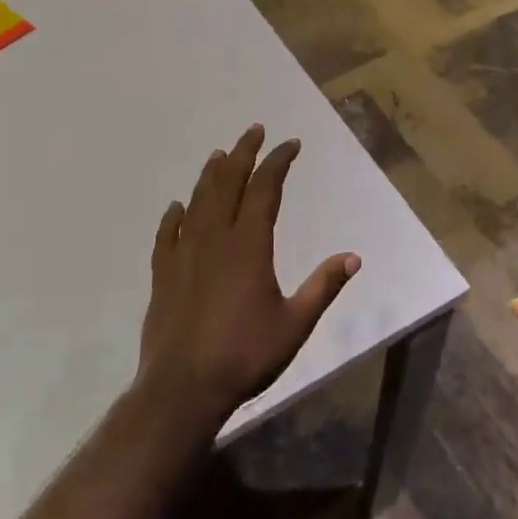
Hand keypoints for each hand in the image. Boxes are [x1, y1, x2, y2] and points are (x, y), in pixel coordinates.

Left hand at [139, 124, 360, 428]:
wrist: (184, 387)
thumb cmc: (245, 355)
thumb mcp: (295, 324)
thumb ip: (323, 287)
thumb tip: (353, 257)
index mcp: (249, 245)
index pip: (265, 189)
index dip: (278, 162)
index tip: (290, 144)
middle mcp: (215, 239)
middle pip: (228, 184)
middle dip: (243, 154)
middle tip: (254, 131)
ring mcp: (184, 255)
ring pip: (198, 202)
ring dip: (210, 175)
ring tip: (219, 155)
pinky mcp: (163, 275)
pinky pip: (167, 235)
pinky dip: (174, 216)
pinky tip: (177, 207)